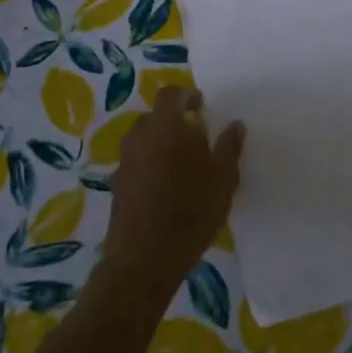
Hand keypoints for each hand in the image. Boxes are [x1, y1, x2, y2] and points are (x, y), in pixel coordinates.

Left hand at [102, 86, 244, 293]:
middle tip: (197, 139)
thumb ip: (229, 147)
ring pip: (144, 141)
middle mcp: (139, 137)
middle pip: (155, 118)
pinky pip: (136, 164)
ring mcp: (124, 162)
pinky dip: (150, 167)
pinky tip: (167, 189)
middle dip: (174, 123)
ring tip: (184, 166)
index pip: (171, 94)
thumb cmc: (191, 210)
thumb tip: (234, 124)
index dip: (186, 95)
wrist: (144, 258)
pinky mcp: (117, 186)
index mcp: (165, 126)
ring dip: (161, 145)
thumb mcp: (223, 178)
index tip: (202, 106)